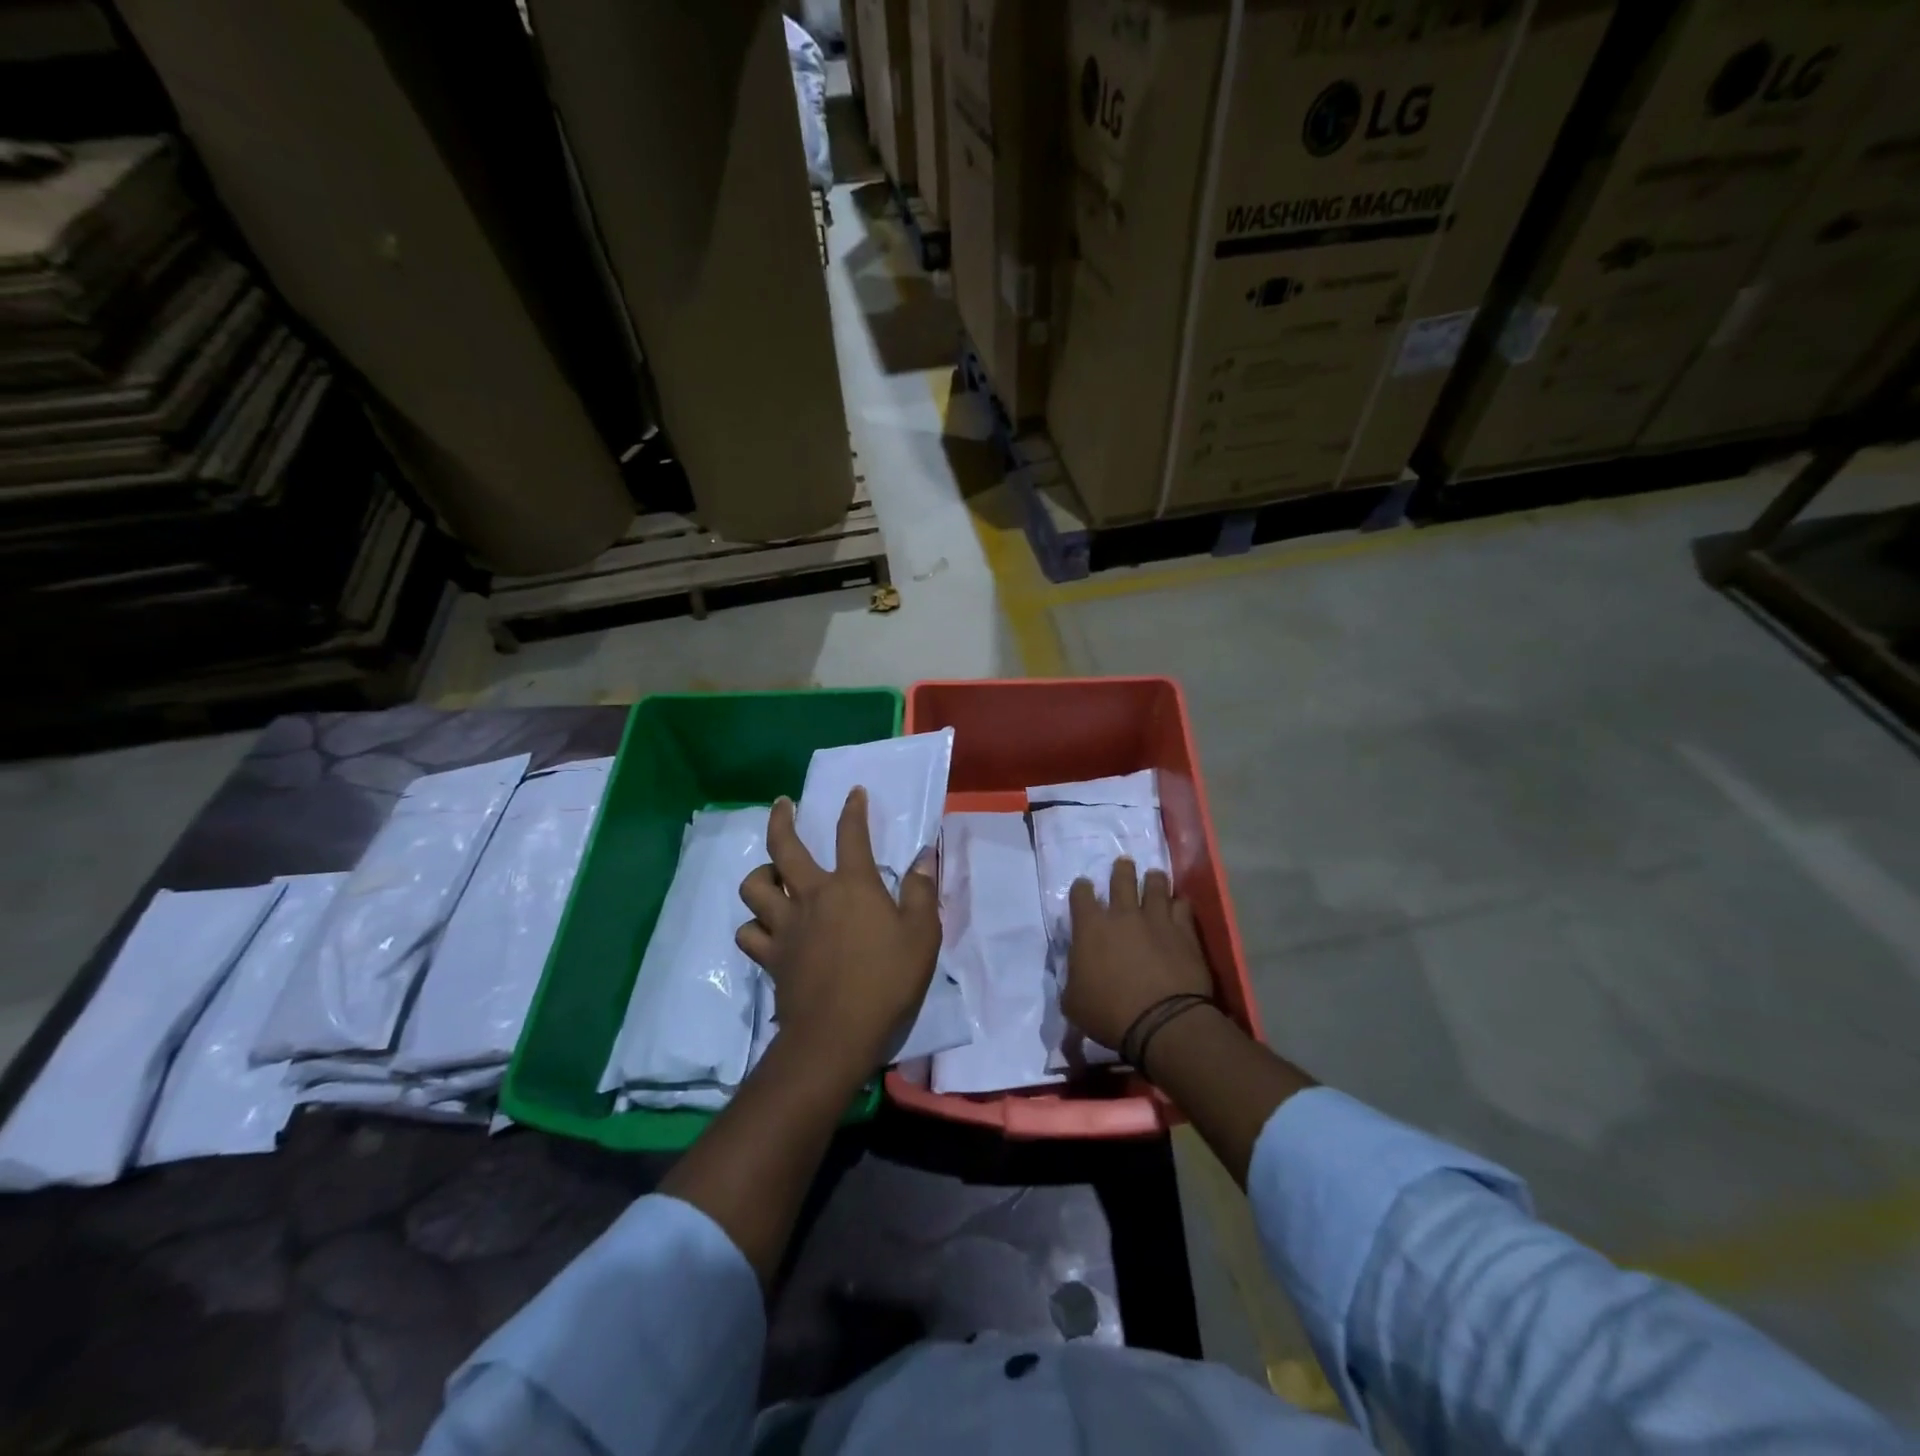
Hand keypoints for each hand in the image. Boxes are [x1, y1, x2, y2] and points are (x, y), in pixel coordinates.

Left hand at [737, 789, 939, 1084]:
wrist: (837, 1033)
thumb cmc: (887, 980)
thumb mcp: (922, 935)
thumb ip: (921, 892)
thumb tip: (923, 858)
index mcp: (852, 886)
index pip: (851, 835)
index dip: (853, 810)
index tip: (854, 794)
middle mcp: (812, 896)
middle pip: (784, 847)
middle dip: (782, 819)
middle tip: (782, 804)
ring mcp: (785, 926)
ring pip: (754, 887)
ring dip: (760, 875)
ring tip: (770, 874)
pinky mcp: (770, 957)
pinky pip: (748, 933)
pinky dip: (754, 926)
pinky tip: (764, 928)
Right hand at [1062, 860, 1212, 1050]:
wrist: (1163, 1022)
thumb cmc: (1110, 1014)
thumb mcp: (1073, 1002)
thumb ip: (1072, 979)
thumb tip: (1076, 973)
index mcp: (1090, 928)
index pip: (1081, 894)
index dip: (1081, 889)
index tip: (1084, 889)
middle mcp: (1122, 915)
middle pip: (1122, 878)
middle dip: (1121, 870)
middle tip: (1124, 865)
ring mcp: (1156, 919)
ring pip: (1156, 885)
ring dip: (1153, 880)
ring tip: (1154, 878)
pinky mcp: (1184, 931)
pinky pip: (1182, 906)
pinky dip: (1178, 904)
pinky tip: (1178, 906)